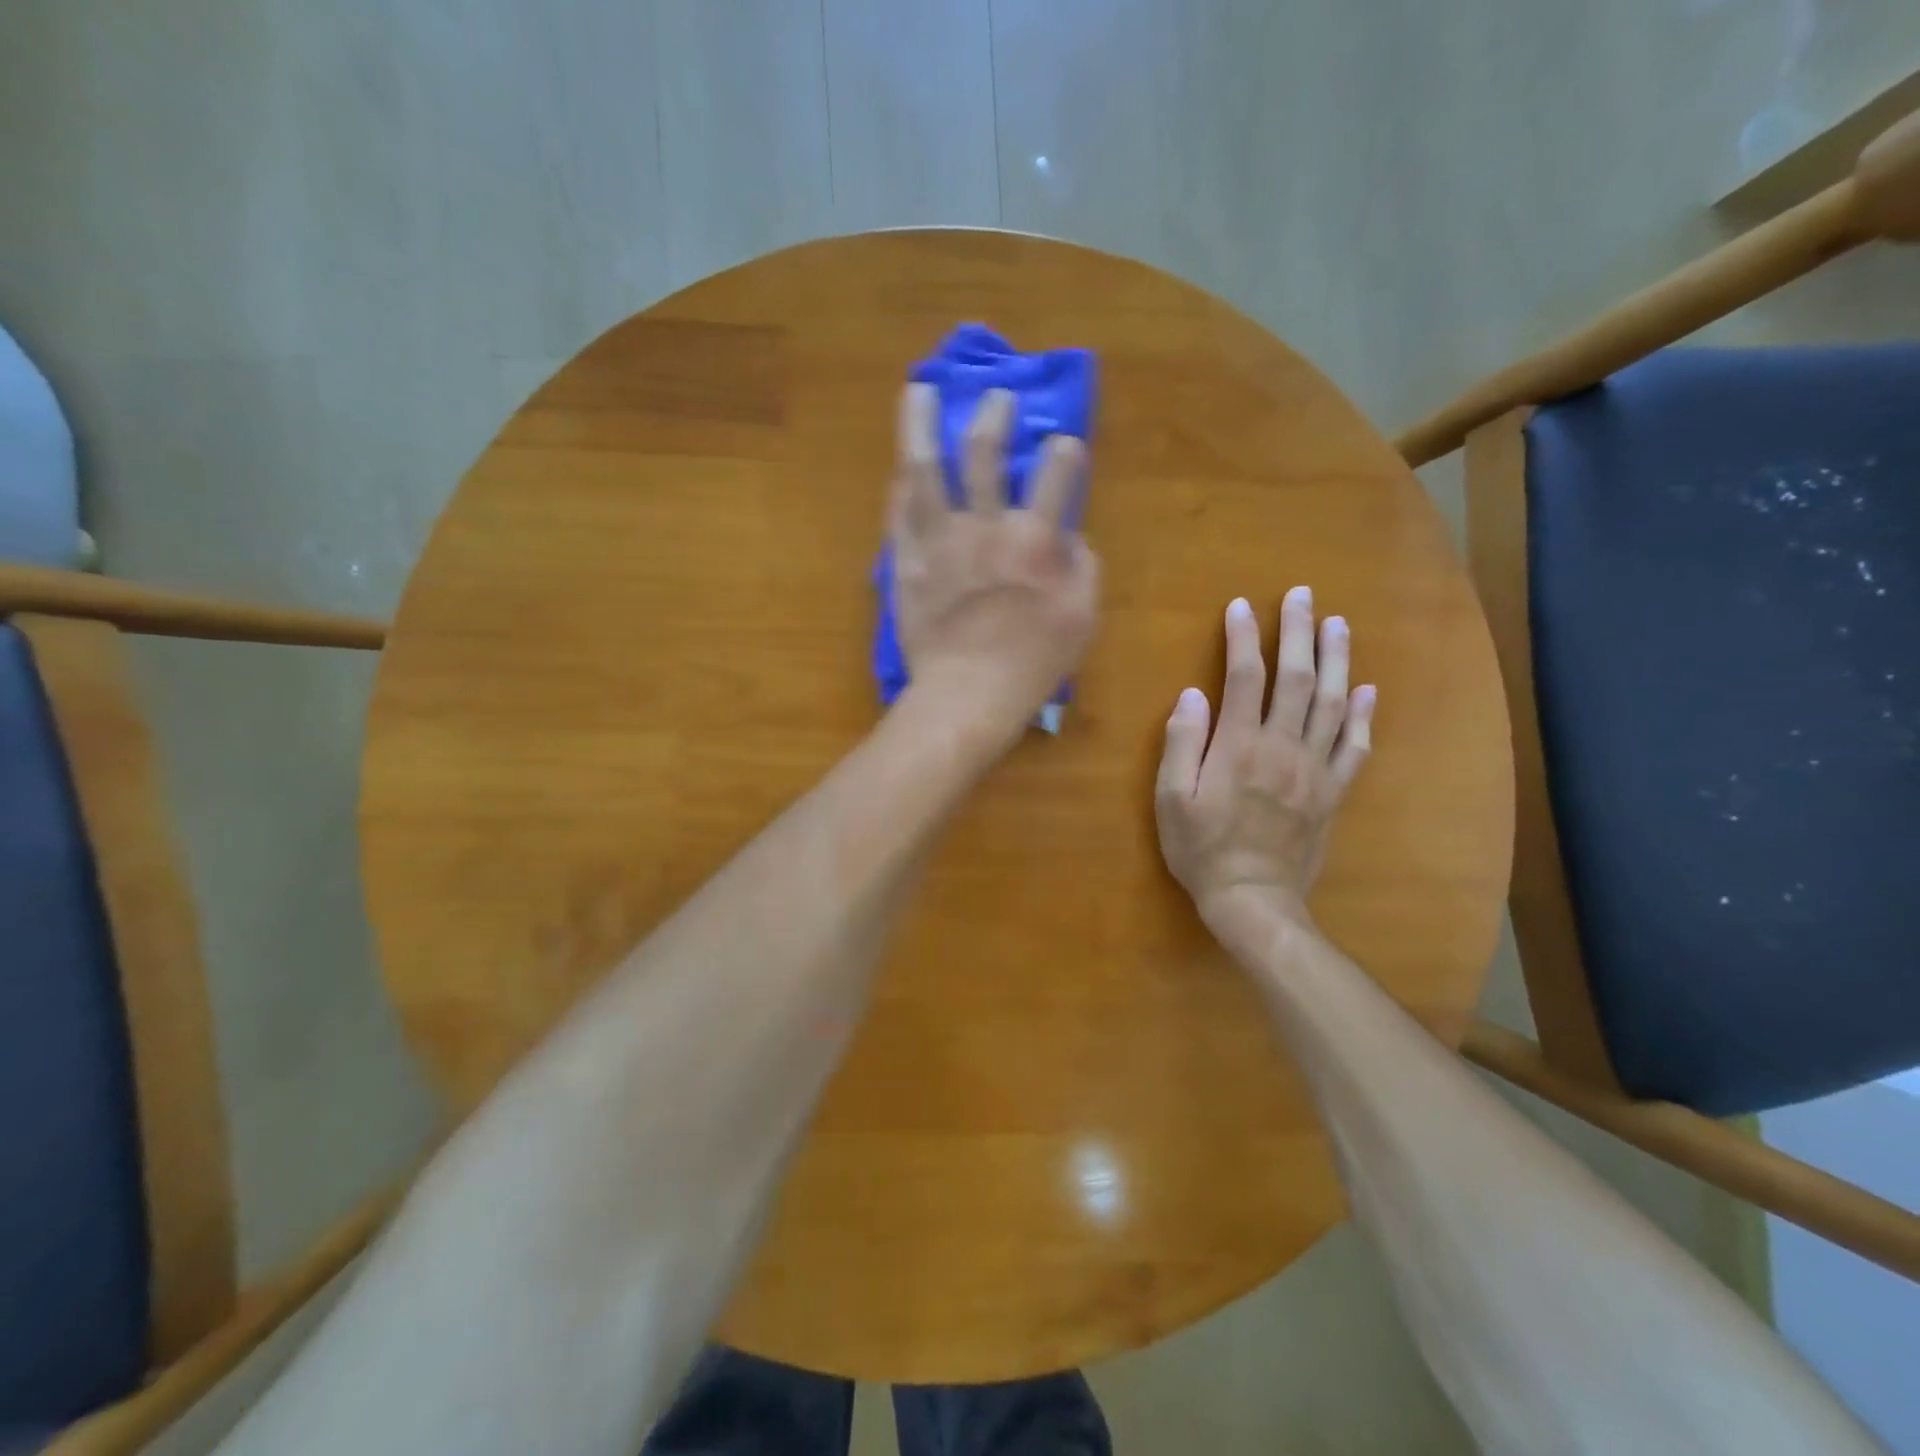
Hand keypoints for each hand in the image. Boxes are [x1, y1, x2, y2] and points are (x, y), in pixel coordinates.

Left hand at [889, 384, 1099, 752]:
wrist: (967, 694)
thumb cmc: (1033, 662)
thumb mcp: (1082, 617)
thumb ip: (1082, 567)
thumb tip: (1069, 537)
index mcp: (1035, 538)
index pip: (1057, 470)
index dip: (1065, 451)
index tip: (1064, 449)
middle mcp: (984, 525)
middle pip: (985, 452)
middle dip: (993, 415)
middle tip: (997, 398)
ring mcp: (938, 540)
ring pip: (924, 468)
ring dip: (920, 423)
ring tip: (918, 390)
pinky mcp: (905, 562)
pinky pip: (898, 513)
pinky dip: (900, 486)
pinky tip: (900, 468)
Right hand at [1155, 588, 1375, 935]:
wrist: (1253, 899)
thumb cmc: (1202, 849)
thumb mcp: (1172, 799)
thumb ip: (1181, 744)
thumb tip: (1193, 694)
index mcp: (1239, 747)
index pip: (1244, 678)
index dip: (1242, 639)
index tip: (1240, 606)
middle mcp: (1282, 748)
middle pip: (1295, 679)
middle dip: (1298, 633)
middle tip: (1303, 596)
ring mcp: (1314, 769)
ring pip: (1331, 704)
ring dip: (1336, 661)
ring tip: (1338, 625)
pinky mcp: (1332, 792)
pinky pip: (1354, 748)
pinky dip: (1362, 716)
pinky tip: (1367, 691)